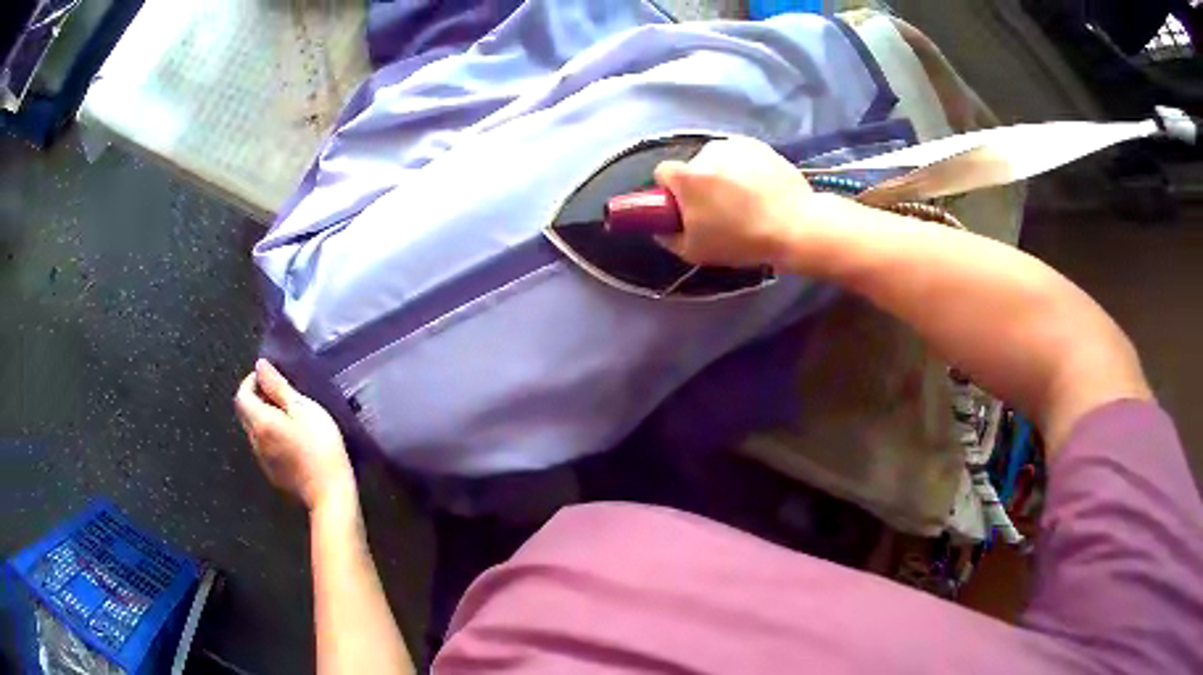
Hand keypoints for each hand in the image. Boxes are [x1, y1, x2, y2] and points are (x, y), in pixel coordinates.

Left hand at [234, 359, 354, 511]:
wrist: (329, 492)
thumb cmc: (319, 446)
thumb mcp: (303, 409)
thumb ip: (279, 387)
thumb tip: (260, 365)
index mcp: (259, 421)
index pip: (242, 395)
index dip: (251, 381)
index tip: (269, 377)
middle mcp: (255, 440)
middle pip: (244, 413)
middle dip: (256, 398)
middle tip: (279, 394)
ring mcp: (263, 460)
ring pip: (254, 431)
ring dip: (263, 418)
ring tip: (288, 416)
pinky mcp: (273, 475)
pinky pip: (264, 448)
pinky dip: (271, 436)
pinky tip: (292, 441)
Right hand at [654, 136, 844, 268]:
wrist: (796, 227)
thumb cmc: (742, 241)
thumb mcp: (695, 252)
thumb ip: (668, 237)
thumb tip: (662, 227)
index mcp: (686, 176)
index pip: (663, 173)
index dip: (671, 192)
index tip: (685, 208)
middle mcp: (706, 152)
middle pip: (693, 166)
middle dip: (700, 183)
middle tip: (720, 209)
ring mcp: (735, 145)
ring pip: (718, 159)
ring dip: (722, 173)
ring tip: (745, 199)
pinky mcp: (759, 144)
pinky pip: (741, 154)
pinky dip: (744, 167)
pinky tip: (760, 188)